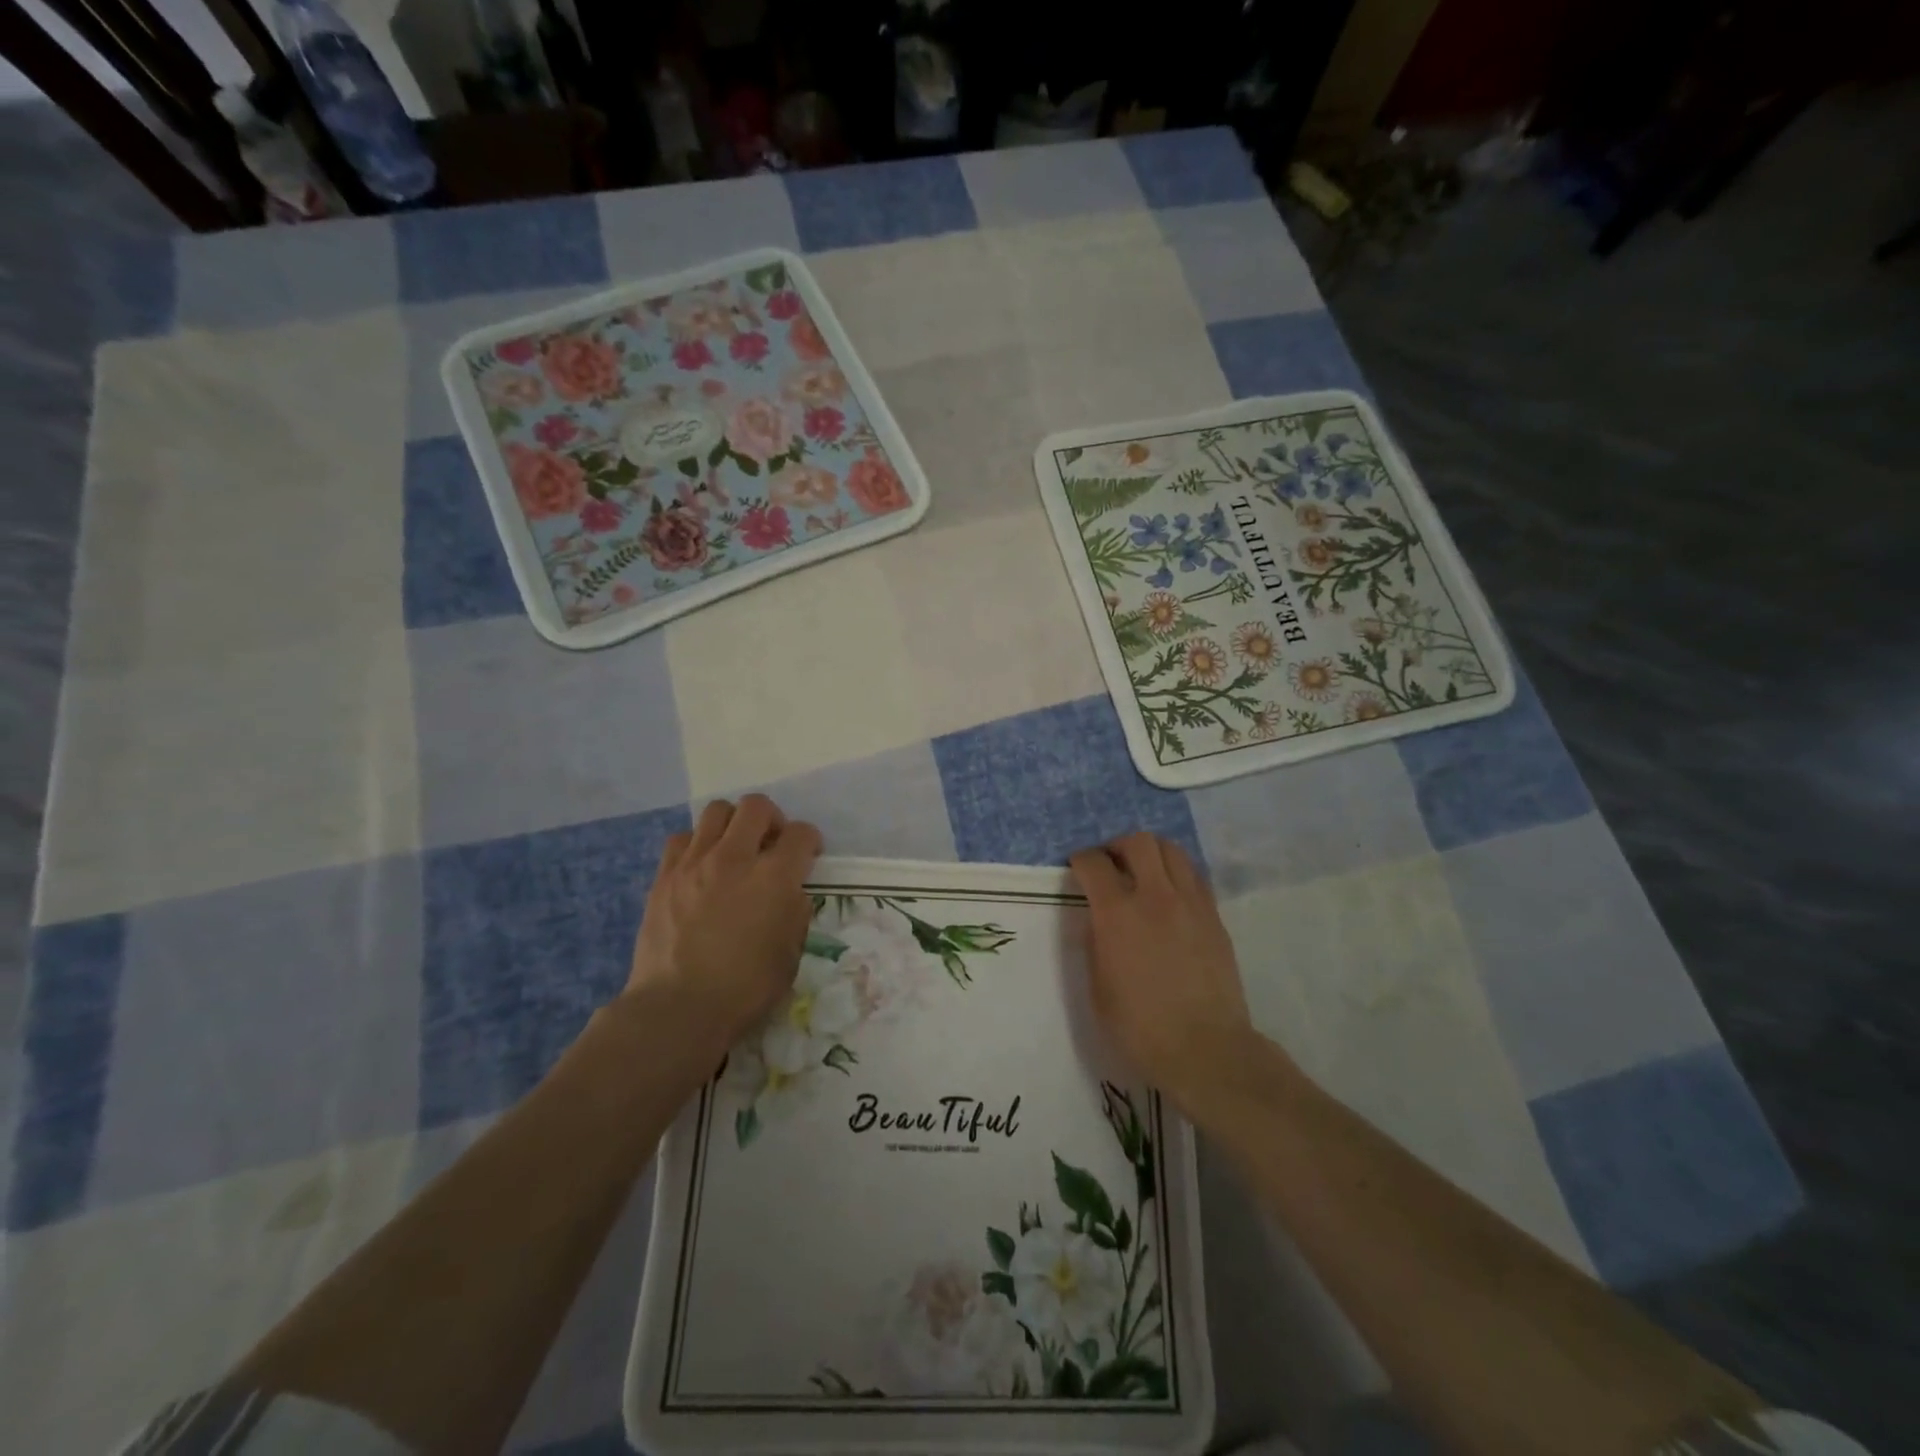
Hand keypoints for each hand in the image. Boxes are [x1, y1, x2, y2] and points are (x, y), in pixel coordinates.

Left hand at [626, 795, 822, 1055]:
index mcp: (774, 877)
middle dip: (772, 819)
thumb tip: (789, 894)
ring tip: (734, 849)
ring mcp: (695, 863)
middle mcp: (735, 857)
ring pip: (716, 811)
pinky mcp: (664, 876)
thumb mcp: (790, 954)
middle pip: (757, 806)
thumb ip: (795, 913)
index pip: (801, 833)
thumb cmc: (745, 988)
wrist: (678, 1008)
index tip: (808, 856)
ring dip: (733, 824)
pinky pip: (682, 839)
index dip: (810, 841)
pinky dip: (696, 844)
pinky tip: (700, 868)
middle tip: (771, 845)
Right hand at [1069, 833, 1253, 1111]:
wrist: (1206, 1049)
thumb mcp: (1097, 988)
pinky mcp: (1214, 917)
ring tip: (1142, 872)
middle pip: (1139, 842)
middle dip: (1117, 846)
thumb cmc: (1140, 1027)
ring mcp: (1191, 903)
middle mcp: (1155, 896)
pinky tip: (1169, 896)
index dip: (1081, 860)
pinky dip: (1176, 874)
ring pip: (1172, 851)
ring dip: (1151, 853)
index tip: (1076, 868)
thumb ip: (1095, 944)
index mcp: (1118, 914)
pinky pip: (1194, 876)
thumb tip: (1097, 920)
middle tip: (1110, 864)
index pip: (1094, 863)